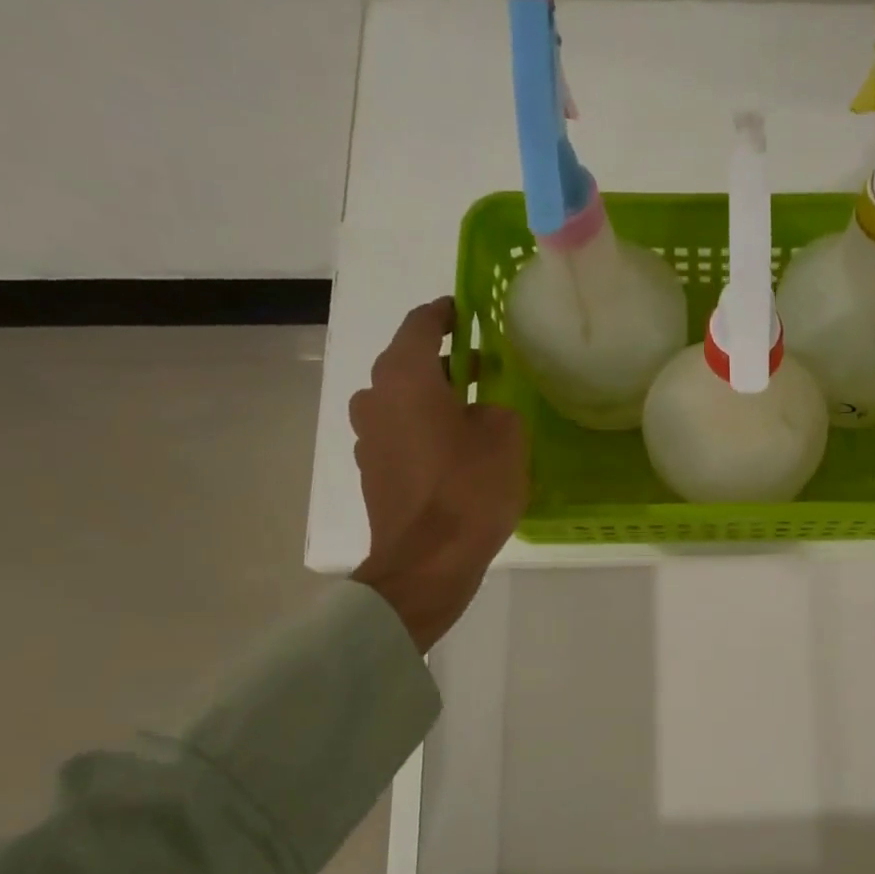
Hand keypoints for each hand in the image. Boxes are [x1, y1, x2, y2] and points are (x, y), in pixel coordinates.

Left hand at [349, 298, 527, 652]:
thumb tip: (482, 410)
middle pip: (409, 363)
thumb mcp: (506, 438)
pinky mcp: (373, 469)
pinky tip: (457, 450)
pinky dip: (425, 429)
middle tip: (487, 368)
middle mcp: (375, 397)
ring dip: (435, 397)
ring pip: (403, 400)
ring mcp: (368, 436)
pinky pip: (401, 432)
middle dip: (448, 361)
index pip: (421, 324)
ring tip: (475, 412)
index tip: (468, 310)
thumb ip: (497, 407)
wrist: (426, 563)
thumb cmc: (469, 491)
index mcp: (405, 377)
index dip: (446, 313)